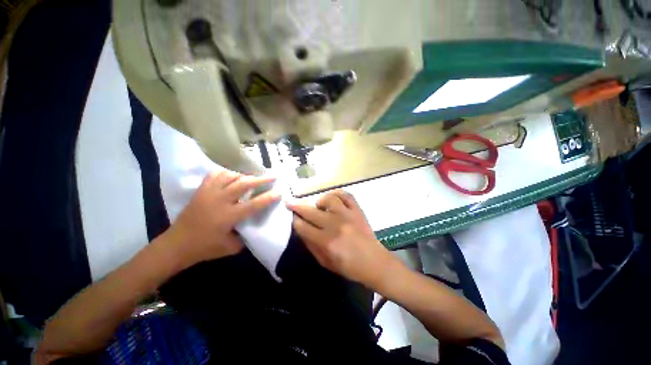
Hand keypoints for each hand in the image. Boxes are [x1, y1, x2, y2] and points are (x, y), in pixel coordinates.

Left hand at [167, 170, 280, 267]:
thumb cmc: (204, 248)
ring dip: (244, 175)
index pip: (254, 204)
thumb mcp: (231, 247)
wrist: (176, 245)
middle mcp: (220, 201)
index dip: (269, 198)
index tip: (279, 192)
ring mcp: (209, 193)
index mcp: (228, 216)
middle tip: (272, 176)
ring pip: (229, 176)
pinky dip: (226, 173)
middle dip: (260, 179)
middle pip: (243, 184)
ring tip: (252, 177)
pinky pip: (215, 175)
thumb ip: (245, 236)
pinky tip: (232, 175)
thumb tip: (253, 226)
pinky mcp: (201, 191)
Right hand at [287, 190, 399, 288]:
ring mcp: (348, 215)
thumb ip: (311, 245)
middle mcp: (335, 225)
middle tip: (290, 202)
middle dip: (297, 206)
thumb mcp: (325, 262)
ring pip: (329, 199)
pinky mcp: (357, 210)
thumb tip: (301, 230)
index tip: (291, 217)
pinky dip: (337, 194)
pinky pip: (346, 195)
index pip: (303, 227)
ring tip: (319, 206)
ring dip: (320, 201)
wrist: (374, 262)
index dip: (295, 221)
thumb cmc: (348, 266)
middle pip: (311, 211)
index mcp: (326, 241)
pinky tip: (333, 198)